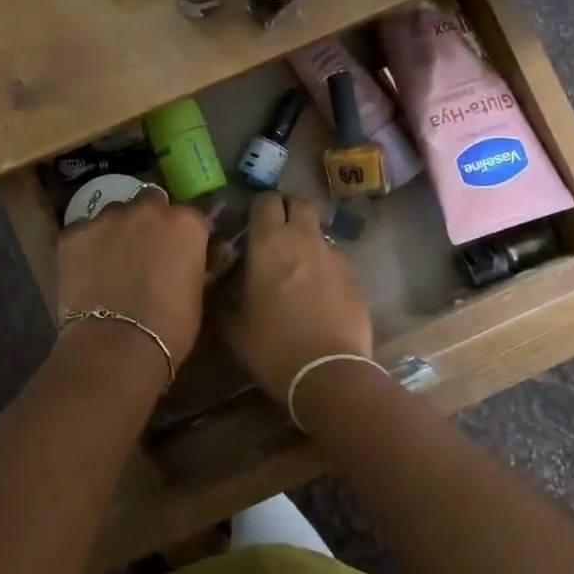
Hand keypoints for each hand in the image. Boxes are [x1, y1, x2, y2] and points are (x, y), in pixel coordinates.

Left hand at [55, 190, 210, 370]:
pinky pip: (82, 231)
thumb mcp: (196, 292)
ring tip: (111, 260)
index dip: (183, 235)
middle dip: (149, 220)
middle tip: (145, 250)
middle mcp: (148, 210)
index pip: (190, 217)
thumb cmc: (170, 328)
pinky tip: (85, 270)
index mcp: (185, 223)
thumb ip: (191, 263)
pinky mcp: (73, 234)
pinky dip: (86, 246)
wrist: (116, 345)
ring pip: (114, 214)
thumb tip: (185, 260)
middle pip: (150, 202)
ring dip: (117, 230)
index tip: (179, 252)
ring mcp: (107, 218)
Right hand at [222, 192, 372, 399]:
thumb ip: (224, 300)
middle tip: (276, 232)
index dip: (258, 206)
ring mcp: (334, 257)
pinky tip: (318, 294)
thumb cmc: (273, 347)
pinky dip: (324, 268)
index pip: (265, 201)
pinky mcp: (354, 278)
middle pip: (299, 204)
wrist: (329, 373)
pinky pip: (335, 261)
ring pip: (319, 233)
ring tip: (297, 268)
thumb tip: (218, 290)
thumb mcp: (235, 328)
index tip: (250, 221)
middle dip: (288, 210)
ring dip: (307, 241)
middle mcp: (304, 240)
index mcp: (269, 244)